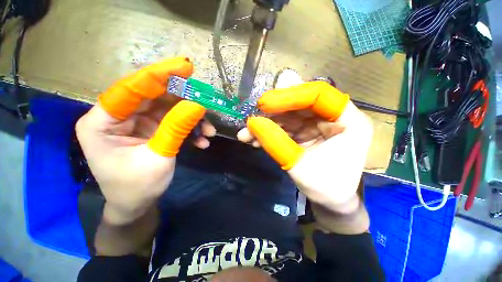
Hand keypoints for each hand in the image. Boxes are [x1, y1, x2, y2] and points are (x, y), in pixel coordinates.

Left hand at [76, 57, 213, 225]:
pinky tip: (202, 141)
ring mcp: (136, 122)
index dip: (159, 76)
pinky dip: (190, 129)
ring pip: (168, 109)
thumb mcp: (159, 157)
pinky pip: (173, 122)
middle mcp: (118, 116)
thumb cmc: (137, 187)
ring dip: (192, 119)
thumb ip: (176, 128)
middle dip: (183, 100)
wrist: (137, 205)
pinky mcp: (151, 129)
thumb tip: (198, 105)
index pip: (131, 89)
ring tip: (209, 131)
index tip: (185, 66)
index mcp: (102, 122)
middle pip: (154, 97)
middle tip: (206, 101)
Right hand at [238, 81, 372, 232]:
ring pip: (288, 115)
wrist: (331, 201)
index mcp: (349, 121)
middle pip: (300, 102)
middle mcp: (333, 117)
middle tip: (252, 117)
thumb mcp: (300, 167)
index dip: (291, 95)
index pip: (319, 95)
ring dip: (266, 123)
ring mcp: (317, 123)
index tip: (265, 104)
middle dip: (273, 111)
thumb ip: (276, 143)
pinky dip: (268, 132)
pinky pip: (284, 126)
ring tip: (246, 133)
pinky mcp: (304, 131)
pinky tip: (253, 139)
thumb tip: (252, 122)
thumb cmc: (326, 188)